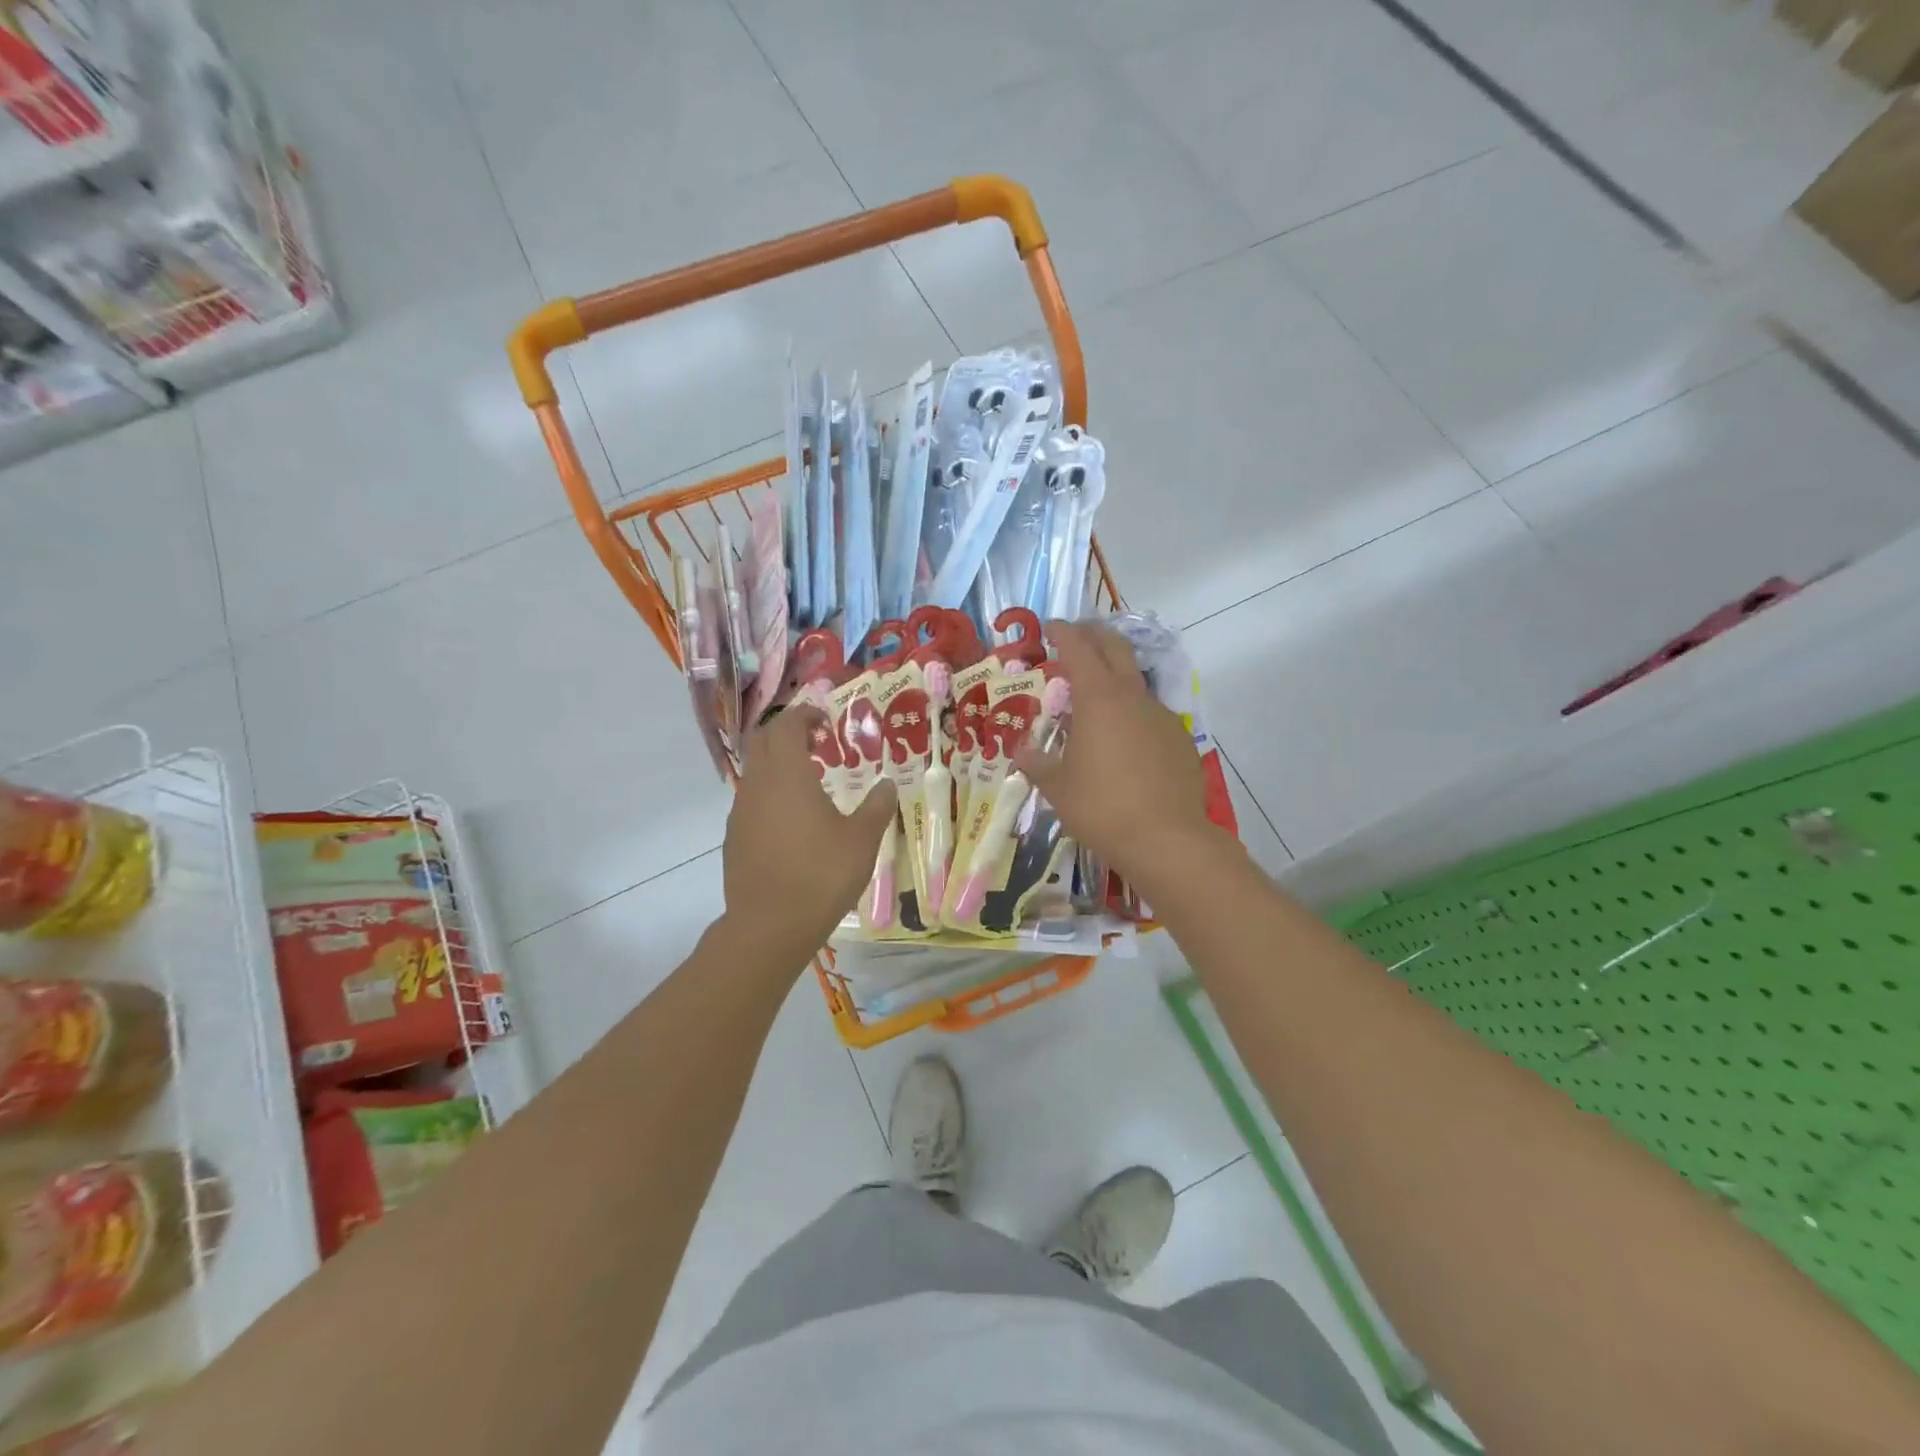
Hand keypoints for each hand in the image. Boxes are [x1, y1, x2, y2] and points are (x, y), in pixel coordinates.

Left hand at [721, 705, 897, 964]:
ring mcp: (740, 812)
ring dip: (778, 765)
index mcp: (787, 775)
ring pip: (754, 771)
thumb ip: (877, 807)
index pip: (786, 726)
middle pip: (763, 741)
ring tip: (809, 782)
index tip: (826, 722)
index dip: (805, 715)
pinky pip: (750, 800)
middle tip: (817, 743)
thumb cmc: (821, 875)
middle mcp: (757, 785)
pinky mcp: (734, 837)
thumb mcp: (862, 840)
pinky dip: (770, 794)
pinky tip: (792, 821)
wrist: (769, 925)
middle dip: (787, 733)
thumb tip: (889, 785)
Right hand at [1014, 621, 1220, 891]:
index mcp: (1099, 699)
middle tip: (1075, 638)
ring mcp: (1162, 716)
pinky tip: (1123, 740)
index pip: (1079, 647)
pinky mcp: (1180, 739)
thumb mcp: (1058, 787)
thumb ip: (1037, 763)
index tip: (1050, 627)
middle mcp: (1133, 697)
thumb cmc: (1102, 807)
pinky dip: (1132, 712)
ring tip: (1095, 697)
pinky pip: (1151, 714)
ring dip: (1114, 676)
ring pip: (1135, 681)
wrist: (1167, 839)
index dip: (1063, 632)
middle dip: (1094, 635)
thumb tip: (1022, 751)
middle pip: (1115, 648)